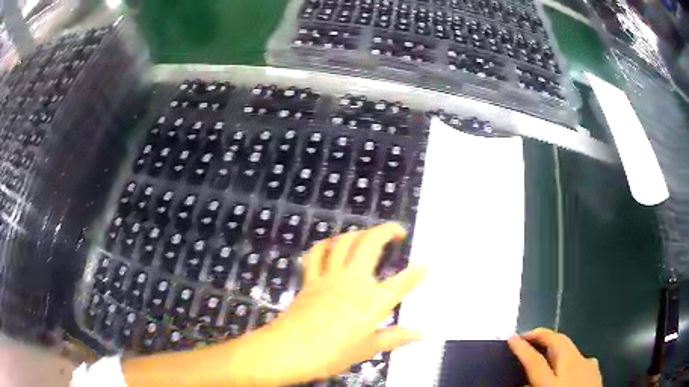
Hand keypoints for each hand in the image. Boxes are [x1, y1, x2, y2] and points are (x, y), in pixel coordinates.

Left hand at [122, 223, 425, 386]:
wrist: (289, 350)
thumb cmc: (331, 354)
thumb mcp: (367, 349)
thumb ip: (396, 338)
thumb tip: (422, 334)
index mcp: (371, 301)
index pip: (402, 282)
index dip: (417, 273)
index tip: (428, 265)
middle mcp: (353, 281)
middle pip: (371, 244)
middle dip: (387, 231)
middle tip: (398, 231)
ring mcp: (329, 276)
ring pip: (344, 241)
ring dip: (358, 232)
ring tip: (369, 235)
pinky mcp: (310, 279)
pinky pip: (316, 253)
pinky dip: (326, 244)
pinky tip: (332, 245)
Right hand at [508, 328, 602, 386]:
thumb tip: (522, 384)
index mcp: (555, 383)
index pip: (535, 362)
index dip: (522, 349)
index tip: (512, 338)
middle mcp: (573, 369)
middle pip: (558, 342)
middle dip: (543, 334)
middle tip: (529, 335)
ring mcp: (588, 365)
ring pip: (571, 348)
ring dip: (556, 346)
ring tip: (546, 353)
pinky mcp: (596, 368)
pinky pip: (581, 359)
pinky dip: (570, 358)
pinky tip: (568, 369)